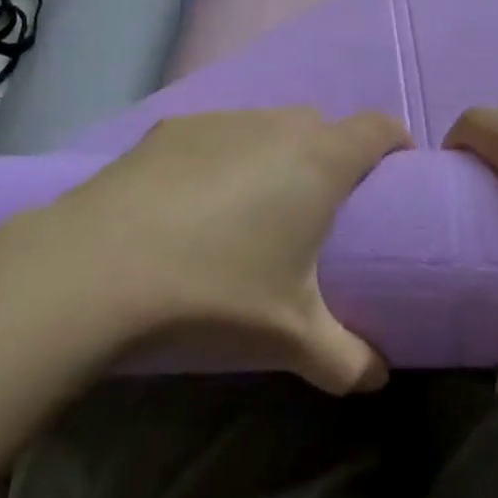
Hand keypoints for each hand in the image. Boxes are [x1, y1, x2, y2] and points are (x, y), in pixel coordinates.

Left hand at [48, 108, 410, 394]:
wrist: (103, 264)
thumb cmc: (218, 291)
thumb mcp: (292, 336)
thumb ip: (347, 358)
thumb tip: (378, 378)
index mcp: (319, 160)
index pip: (377, 128)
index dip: (394, 143)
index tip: (395, 172)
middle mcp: (276, 124)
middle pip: (321, 126)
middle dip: (331, 156)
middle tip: (319, 207)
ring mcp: (222, 119)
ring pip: (267, 126)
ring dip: (275, 154)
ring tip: (253, 207)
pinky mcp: (173, 127)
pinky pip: (219, 134)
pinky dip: (224, 157)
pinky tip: (194, 203)